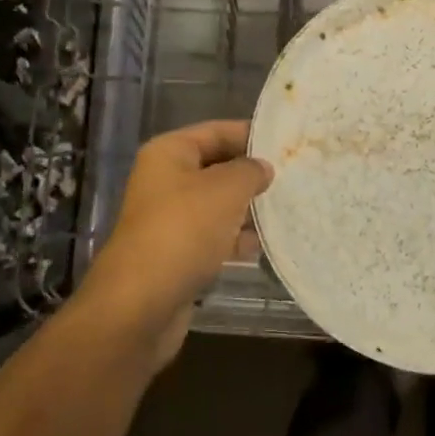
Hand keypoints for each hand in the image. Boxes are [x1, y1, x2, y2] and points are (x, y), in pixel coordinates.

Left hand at [76, 120, 273, 369]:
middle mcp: (165, 180)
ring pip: (217, 204)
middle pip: (217, 167)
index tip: (287, 142)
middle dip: (251, 174)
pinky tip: (262, 246)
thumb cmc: (184, 230)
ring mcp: (169, 219)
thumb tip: (262, 168)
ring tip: (286, 209)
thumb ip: (250, 171)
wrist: (141, 304)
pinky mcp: (176, 253)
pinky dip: (234, 239)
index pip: (216, 131)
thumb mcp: (226, 189)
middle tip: (293, 176)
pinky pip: (212, 236)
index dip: (251, 134)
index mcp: (169, 153)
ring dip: (247, 209)